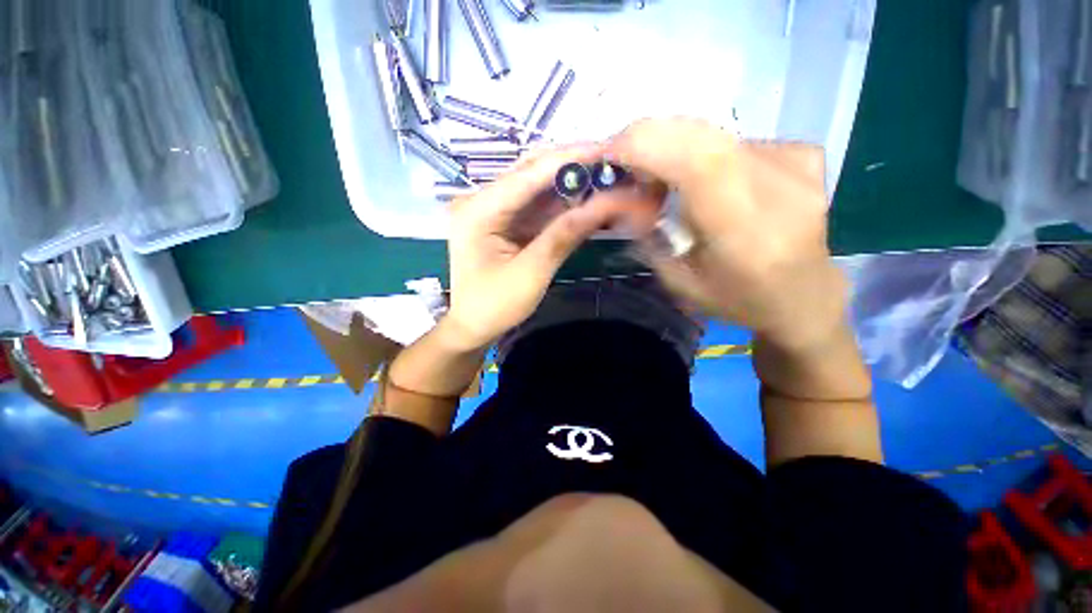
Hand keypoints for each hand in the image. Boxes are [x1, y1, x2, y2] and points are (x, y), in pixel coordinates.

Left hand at [444, 144, 662, 351]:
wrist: (472, 327)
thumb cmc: (494, 306)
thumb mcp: (531, 273)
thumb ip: (564, 235)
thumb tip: (606, 203)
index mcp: (478, 209)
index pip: (529, 174)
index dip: (570, 160)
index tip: (608, 150)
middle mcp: (481, 200)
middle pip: (532, 173)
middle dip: (573, 167)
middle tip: (613, 164)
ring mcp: (492, 210)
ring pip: (537, 187)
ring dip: (571, 184)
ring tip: (606, 178)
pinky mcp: (504, 222)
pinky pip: (536, 206)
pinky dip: (562, 204)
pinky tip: (586, 199)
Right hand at [607, 118, 848, 351]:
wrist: (804, 295)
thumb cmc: (737, 299)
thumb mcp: (678, 282)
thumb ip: (648, 236)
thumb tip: (618, 197)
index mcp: (747, 233)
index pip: (698, 164)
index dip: (645, 146)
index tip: (607, 153)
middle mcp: (779, 188)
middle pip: (702, 135)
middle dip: (648, 138)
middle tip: (621, 162)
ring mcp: (796, 163)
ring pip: (711, 133)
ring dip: (671, 147)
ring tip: (655, 178)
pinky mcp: (801, 153)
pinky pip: (730, 139)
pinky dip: (700, 151)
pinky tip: (699, 180)